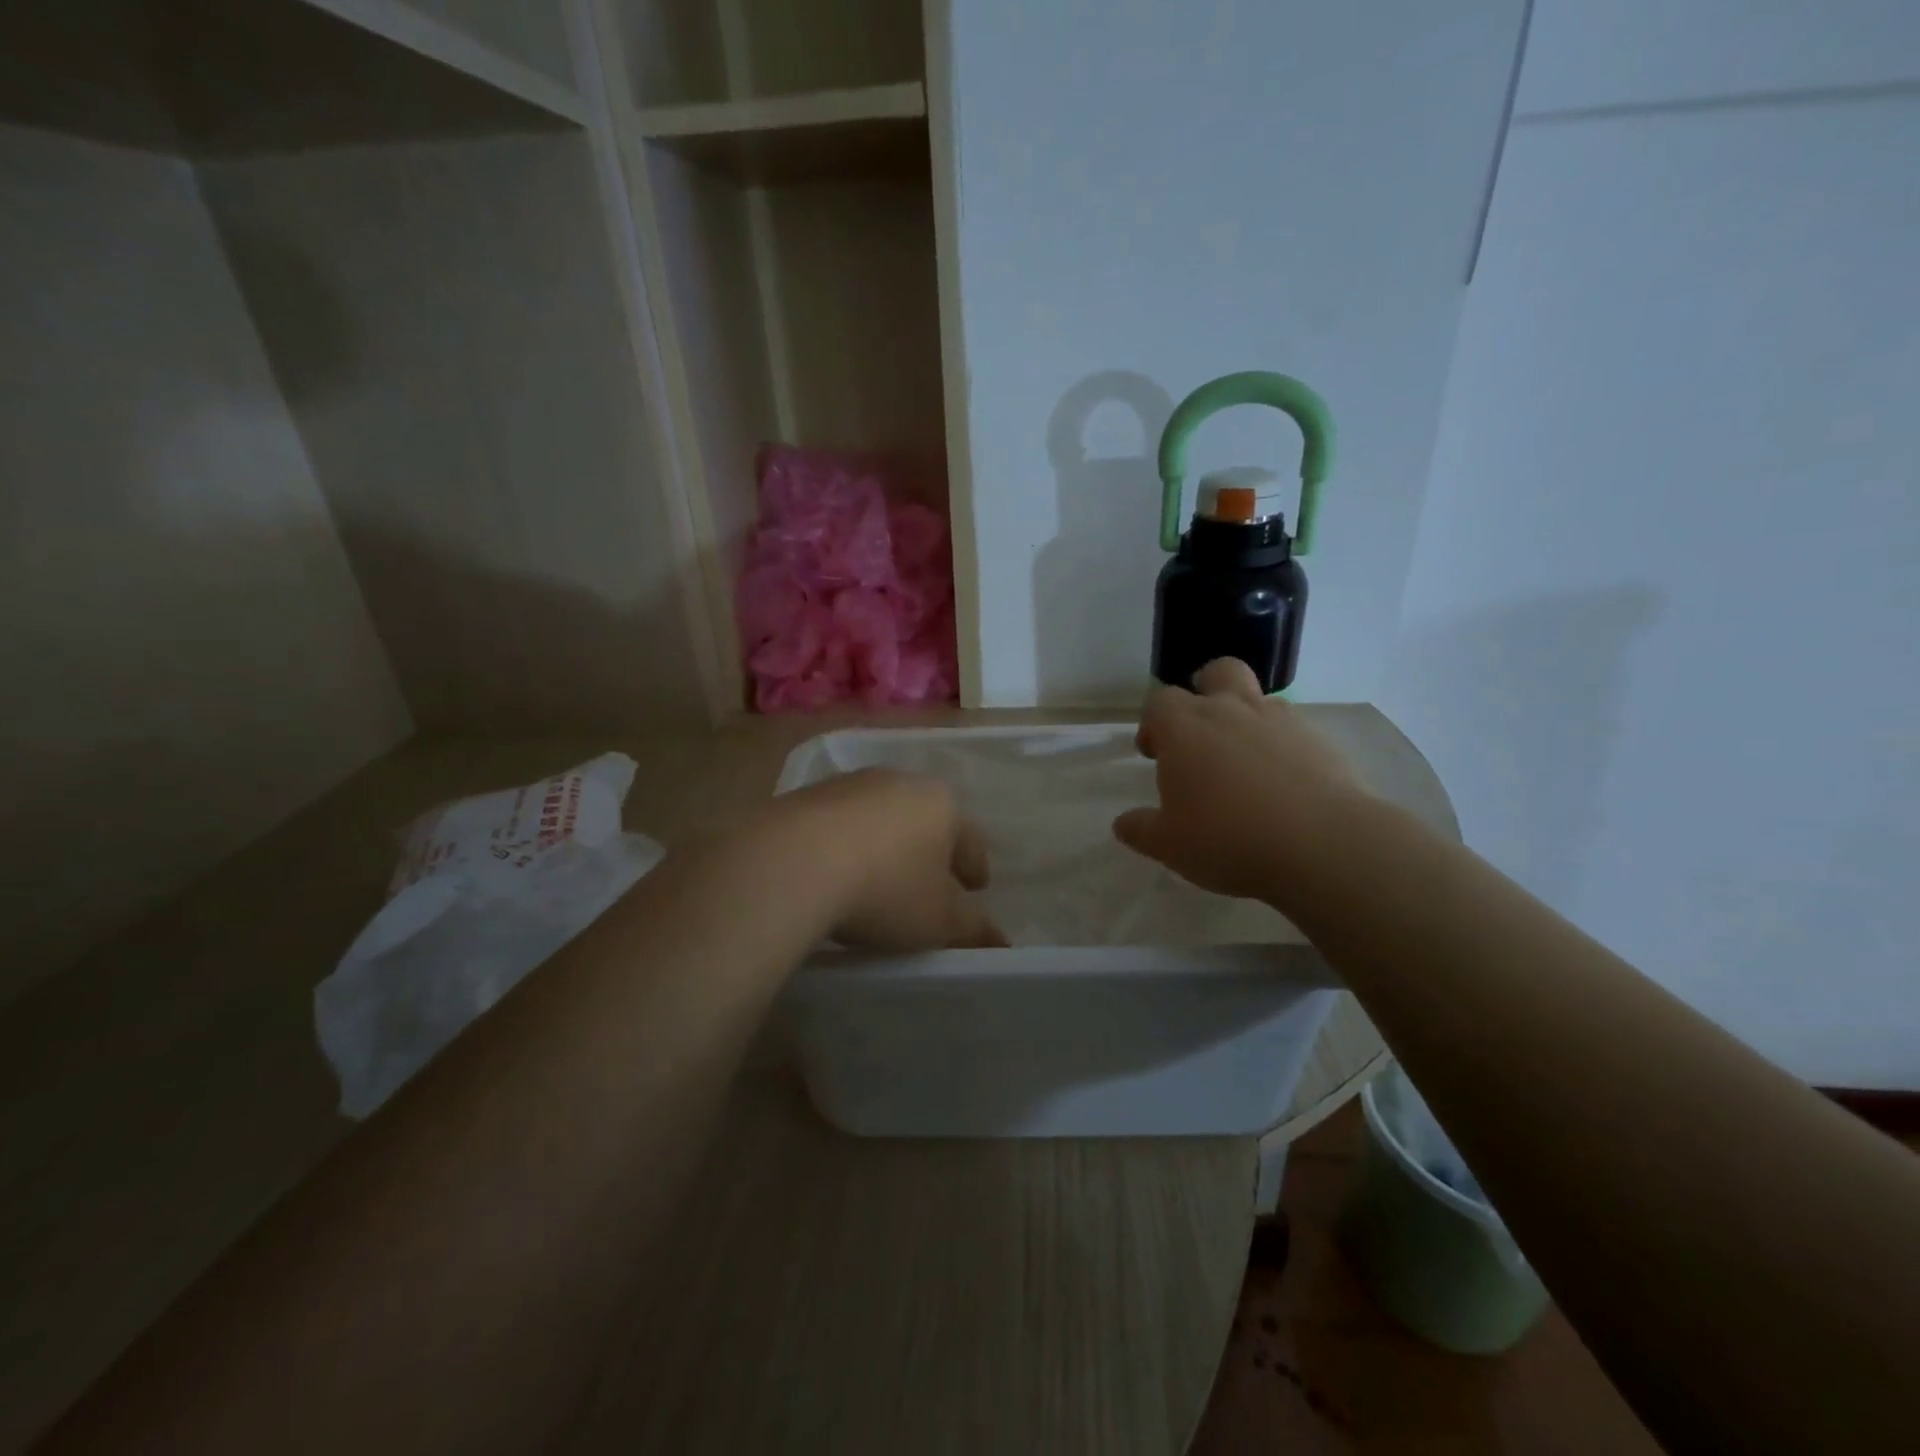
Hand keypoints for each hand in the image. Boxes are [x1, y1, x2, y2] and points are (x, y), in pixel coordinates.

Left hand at [769, 769, 1006, 951]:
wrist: (792, 863)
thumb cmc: (885, 890)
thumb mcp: (937, 922)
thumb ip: (972, 930)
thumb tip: (1000, 942)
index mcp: (942, 804)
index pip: (970, 839)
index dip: (976, 867)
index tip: (975, 889)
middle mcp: (900, 781)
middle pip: (926, 820)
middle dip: (930, 850)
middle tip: (930, 883)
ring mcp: (850, 784)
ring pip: (881, 817)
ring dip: (885, 843)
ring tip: (879, 877)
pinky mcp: (806, 795)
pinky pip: (839, 823)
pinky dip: (846, 843)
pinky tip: (835, 871)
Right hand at [1113, 658, 1360, 901]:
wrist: (1322, 845)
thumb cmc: (1227, 839)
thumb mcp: (1169, 845)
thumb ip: (1141, 829)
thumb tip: (1123, 824)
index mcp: (1185, 727)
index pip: (1159, 701)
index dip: (1153, 723)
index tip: (1153, 754)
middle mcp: (1230, 710)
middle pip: (1216, 672)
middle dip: (1205, 689)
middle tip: (1201, 730)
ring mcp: (1280, 720)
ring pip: (1258, 698)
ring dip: (1246, 718)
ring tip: (1244, 763)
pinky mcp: (1320, 740)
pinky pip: (1292, 729)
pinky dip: (1281, 745)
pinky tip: (1283, 783)